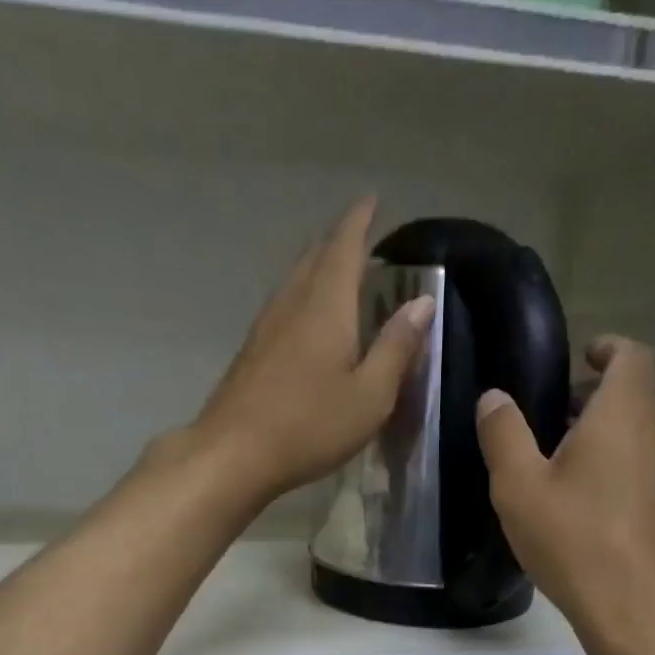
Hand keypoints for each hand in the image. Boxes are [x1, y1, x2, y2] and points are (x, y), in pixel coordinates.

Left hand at [185, 197, 434, 505]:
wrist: (233, 454)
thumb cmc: (310, 425)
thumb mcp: (370, 395)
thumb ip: (397, 347)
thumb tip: (421, 302)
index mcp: (326, 304)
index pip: (344, 244)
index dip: (360, 220)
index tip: (373, 200)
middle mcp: (292, 303)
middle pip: (315, 256)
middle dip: (339, 240)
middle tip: (361, 238)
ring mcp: (265, 327)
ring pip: (295, 280)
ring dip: (318, 267)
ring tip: (339, 272)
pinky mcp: (251, 352)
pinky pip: (283, 307)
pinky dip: (303, 297)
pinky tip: (308, 319)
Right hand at [476, 336, 654, 654]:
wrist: (634, 607)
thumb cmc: (574, 538)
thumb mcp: (518, 486)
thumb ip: (503, 434)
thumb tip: (494, 398)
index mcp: (624, 412)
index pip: (630, 355)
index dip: (607, 349)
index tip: (581, 357)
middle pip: (634, 395)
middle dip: (595, 397)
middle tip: (551, 416)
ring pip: (641, 433)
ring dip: (606, 435)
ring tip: (562, 462)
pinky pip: (646, 466)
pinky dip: (619, 466)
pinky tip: (586, 504)